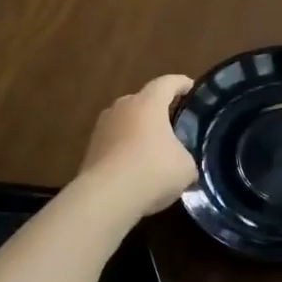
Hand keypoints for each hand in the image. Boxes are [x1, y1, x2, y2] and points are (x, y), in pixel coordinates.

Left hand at [77, 75, 198, 217]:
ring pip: (126, 123)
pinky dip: (126, 152)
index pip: (167, 83)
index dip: (181, 84)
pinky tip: (136, 170)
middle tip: (172, 125)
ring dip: (139, 133)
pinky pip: (115, 144)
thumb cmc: (153, 171)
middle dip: (157, 111)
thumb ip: (186, 157)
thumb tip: (180, 162)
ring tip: (153, 151)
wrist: (106, 197)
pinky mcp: (90, 150)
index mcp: (148, 103)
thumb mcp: (185, 167)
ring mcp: (102, 128)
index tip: (190, 87)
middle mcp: (122, 107)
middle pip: (143, 102)